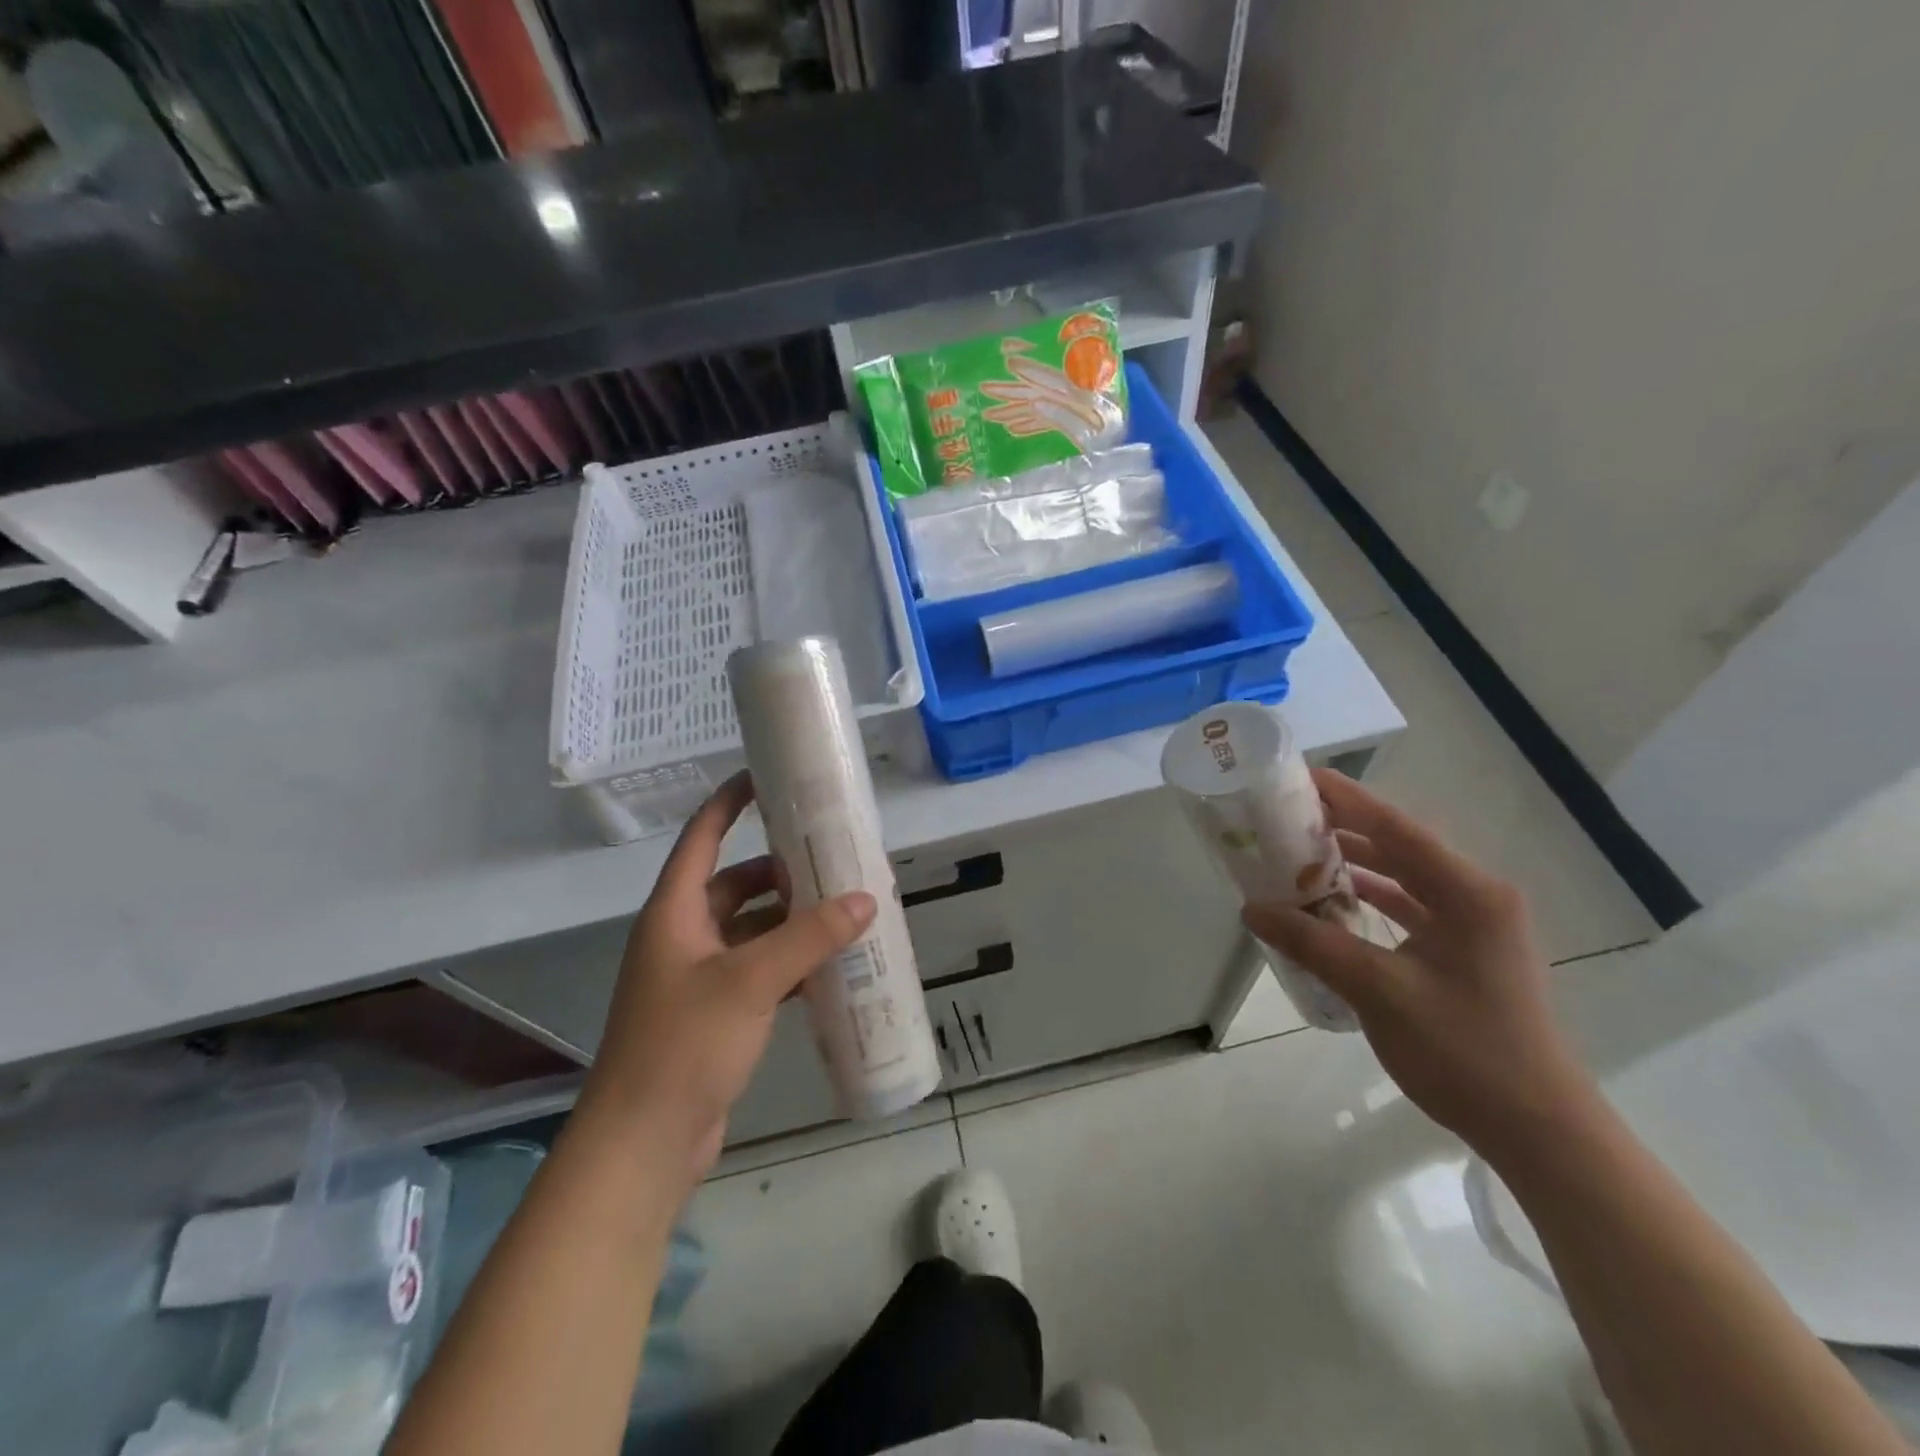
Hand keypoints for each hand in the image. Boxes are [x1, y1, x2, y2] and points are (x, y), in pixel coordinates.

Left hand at [577, 772, 874, 1188]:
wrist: (643, 1145)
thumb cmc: (684, 1045)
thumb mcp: (751, 981)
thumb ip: (810, 937)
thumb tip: (866, 899)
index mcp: (675, 913)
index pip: (701, 838)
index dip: (729, 803)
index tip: (766, 777)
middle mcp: (682, 937)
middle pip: (734, 885)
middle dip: (780, 872)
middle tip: (832, 860)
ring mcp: (696, 979)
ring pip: (750, 931)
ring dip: (790, 921)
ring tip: (842, 910)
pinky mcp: (713, 1016)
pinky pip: (757, 972)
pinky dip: (788, 964)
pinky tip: (828, 968)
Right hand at [1242, 769, 1598, 1162]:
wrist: (1539, 1130)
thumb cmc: (1465, 1051)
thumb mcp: (1378, 991)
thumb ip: (1312, 942)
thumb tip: (1251, 909)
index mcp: (1468, 893)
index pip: (1396, 827)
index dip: (1346, 797)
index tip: (1298, 776)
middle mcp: (1477, 896)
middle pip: (1401, 846)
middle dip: (1344, 827)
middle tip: (1286, 816)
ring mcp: (1477, 925)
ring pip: (1406, 876)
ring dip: (1355, 864)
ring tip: (1299, 852)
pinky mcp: (1468, 951)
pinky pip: (1412, 907)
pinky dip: (1372, 899)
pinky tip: (1334, 902)